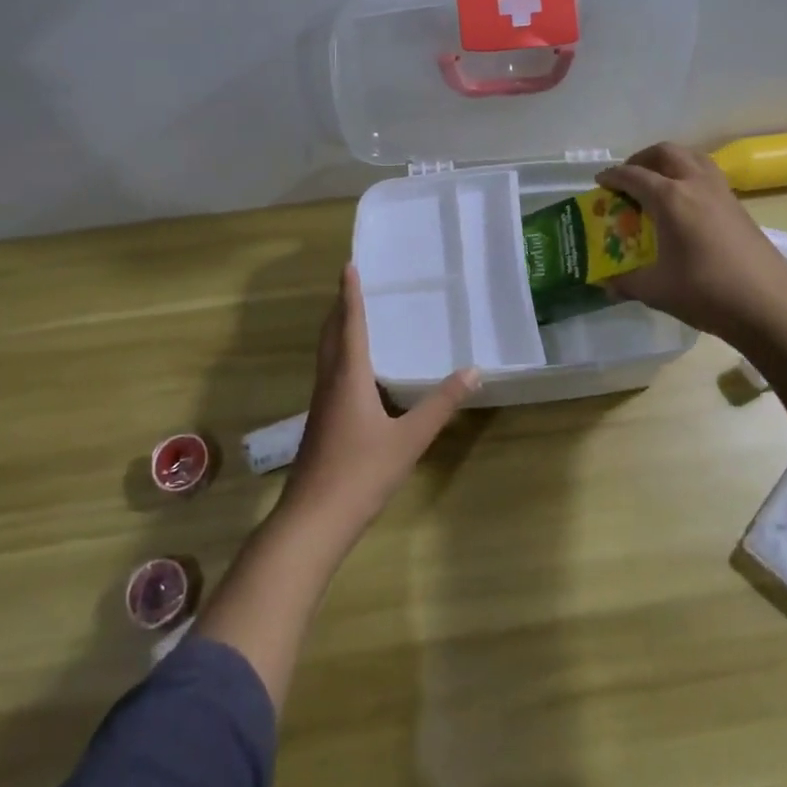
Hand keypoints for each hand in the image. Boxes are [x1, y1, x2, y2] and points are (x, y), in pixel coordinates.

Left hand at [280, 265, 480, 537]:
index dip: (350, 294)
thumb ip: (441, 404)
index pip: (349, 324)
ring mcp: (321, 404)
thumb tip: (473, 371)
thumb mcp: (410, 439)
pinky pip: (329, 374)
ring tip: (353, 317)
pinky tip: (355, 372)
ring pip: (327, 355)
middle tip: (352, 285)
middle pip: (331, 334)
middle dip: (340, 307)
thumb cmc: (362, 473)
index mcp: (348, 377)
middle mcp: (330, 382)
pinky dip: (339, 355)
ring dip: (337, 330)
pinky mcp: (320, 423)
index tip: (348, 266)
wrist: (313, 520)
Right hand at [598, 142, 786, 343]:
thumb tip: (606, 285)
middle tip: (628, 178)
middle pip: (665, 153)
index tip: (600, 182)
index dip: (613, 176)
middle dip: (641, 159)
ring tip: (657, 181)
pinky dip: (689, 174)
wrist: (769, 305)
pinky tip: (686, 203)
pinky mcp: (738, 205)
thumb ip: (627, 283)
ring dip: (669, 161)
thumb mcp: (657, 290)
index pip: (634, 176)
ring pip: (691, 157)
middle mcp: (695, 184)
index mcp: (670, 199)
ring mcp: (721, 192)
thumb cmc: (707, 293)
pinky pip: (708, 173)